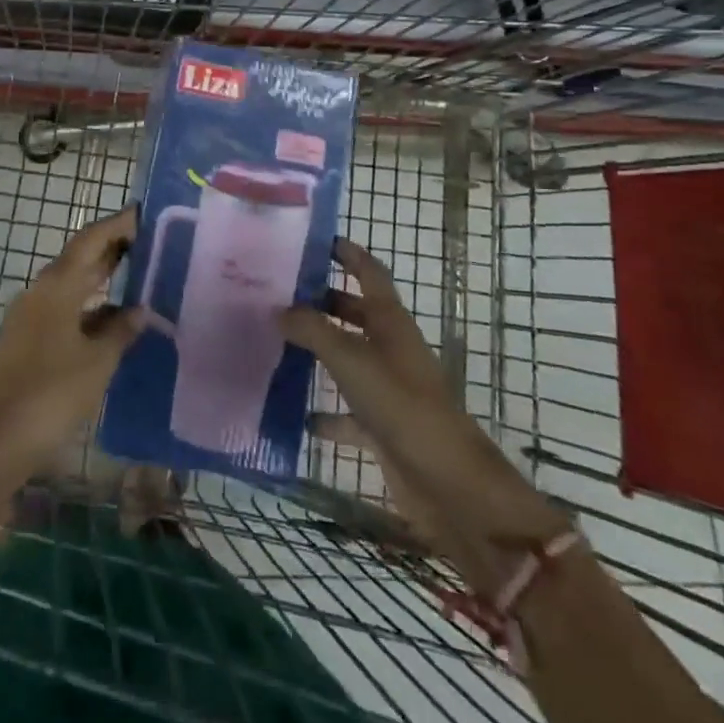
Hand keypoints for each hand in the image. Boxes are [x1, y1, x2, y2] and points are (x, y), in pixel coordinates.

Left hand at [0, 207, 142, 470]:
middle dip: (112, 249)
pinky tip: (111, 323)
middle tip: (149, 242)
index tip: (144, 213)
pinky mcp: (25, 341)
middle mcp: (40, 291)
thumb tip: (138, 310)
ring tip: (137, 279)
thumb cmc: (53, 392)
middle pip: (80, 258)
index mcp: (57, 285)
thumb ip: (120, 330)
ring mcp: (29, 316)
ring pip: (71, 286)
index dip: (118, 224)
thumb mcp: (98, 360)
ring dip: (101, 280)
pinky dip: (88, 308)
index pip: (92, 239)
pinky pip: (63, 310)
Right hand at [283, 240, 570, 580]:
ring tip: (276, 342)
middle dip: (322, 300)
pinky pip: (345, 410)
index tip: (315, 240)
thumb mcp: (351, 359)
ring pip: (347, 358)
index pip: (368, 271)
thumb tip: (279, 309)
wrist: (447, 483)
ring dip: (318, 351)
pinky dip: (323, 411)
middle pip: (354, 312)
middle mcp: (390, 347)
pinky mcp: (381, 426)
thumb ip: (313, 330)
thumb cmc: (401, 405)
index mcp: (390, 321)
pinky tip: (293, 413)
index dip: (347, 253)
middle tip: (279, 292)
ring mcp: (387, 387)